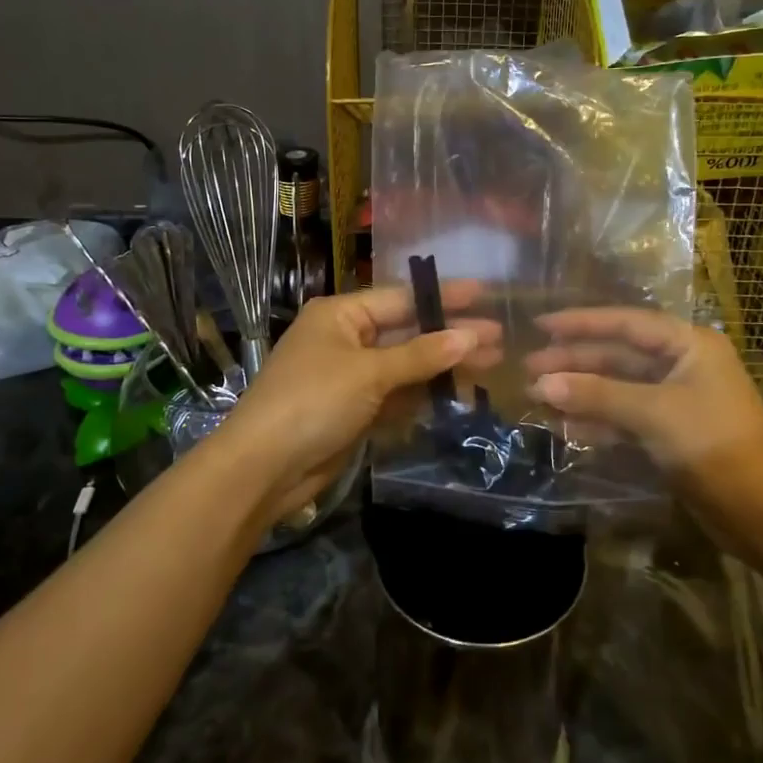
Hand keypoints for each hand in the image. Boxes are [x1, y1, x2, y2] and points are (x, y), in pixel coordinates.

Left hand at [219, 285, 499, 527]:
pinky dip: (423, 394)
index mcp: (340, 315)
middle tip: (499, 338)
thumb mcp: (369, 373)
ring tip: (490, 364)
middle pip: (407, 332)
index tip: (485, 295)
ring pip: (405, 366)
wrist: (263, 468)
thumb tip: (471, 336)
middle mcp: (345, 339)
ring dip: (442, 367)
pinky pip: (396, 395)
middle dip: (450, 335)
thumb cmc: (312, 402)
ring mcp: (350, 377)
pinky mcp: (354, 410)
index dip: (443, 297)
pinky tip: (457, 393)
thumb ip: (420, 355)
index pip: (401, 298)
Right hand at [525, 308, 762, 526]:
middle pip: (617, 355)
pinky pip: (624, 416)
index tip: (540, 323)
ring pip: (617, 387)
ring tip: (535, 397)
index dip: (581, 322)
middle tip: (527, 369)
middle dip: (574, 362)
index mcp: (688, 344)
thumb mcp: (654, 414)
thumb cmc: (715, 446)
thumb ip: (597, 395)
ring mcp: (675, 399)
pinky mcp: (669, 432)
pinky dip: (596, 419)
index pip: (625, 323)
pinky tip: (564, 424)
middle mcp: (681, 364)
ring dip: (580, 392)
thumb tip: (540, 384)